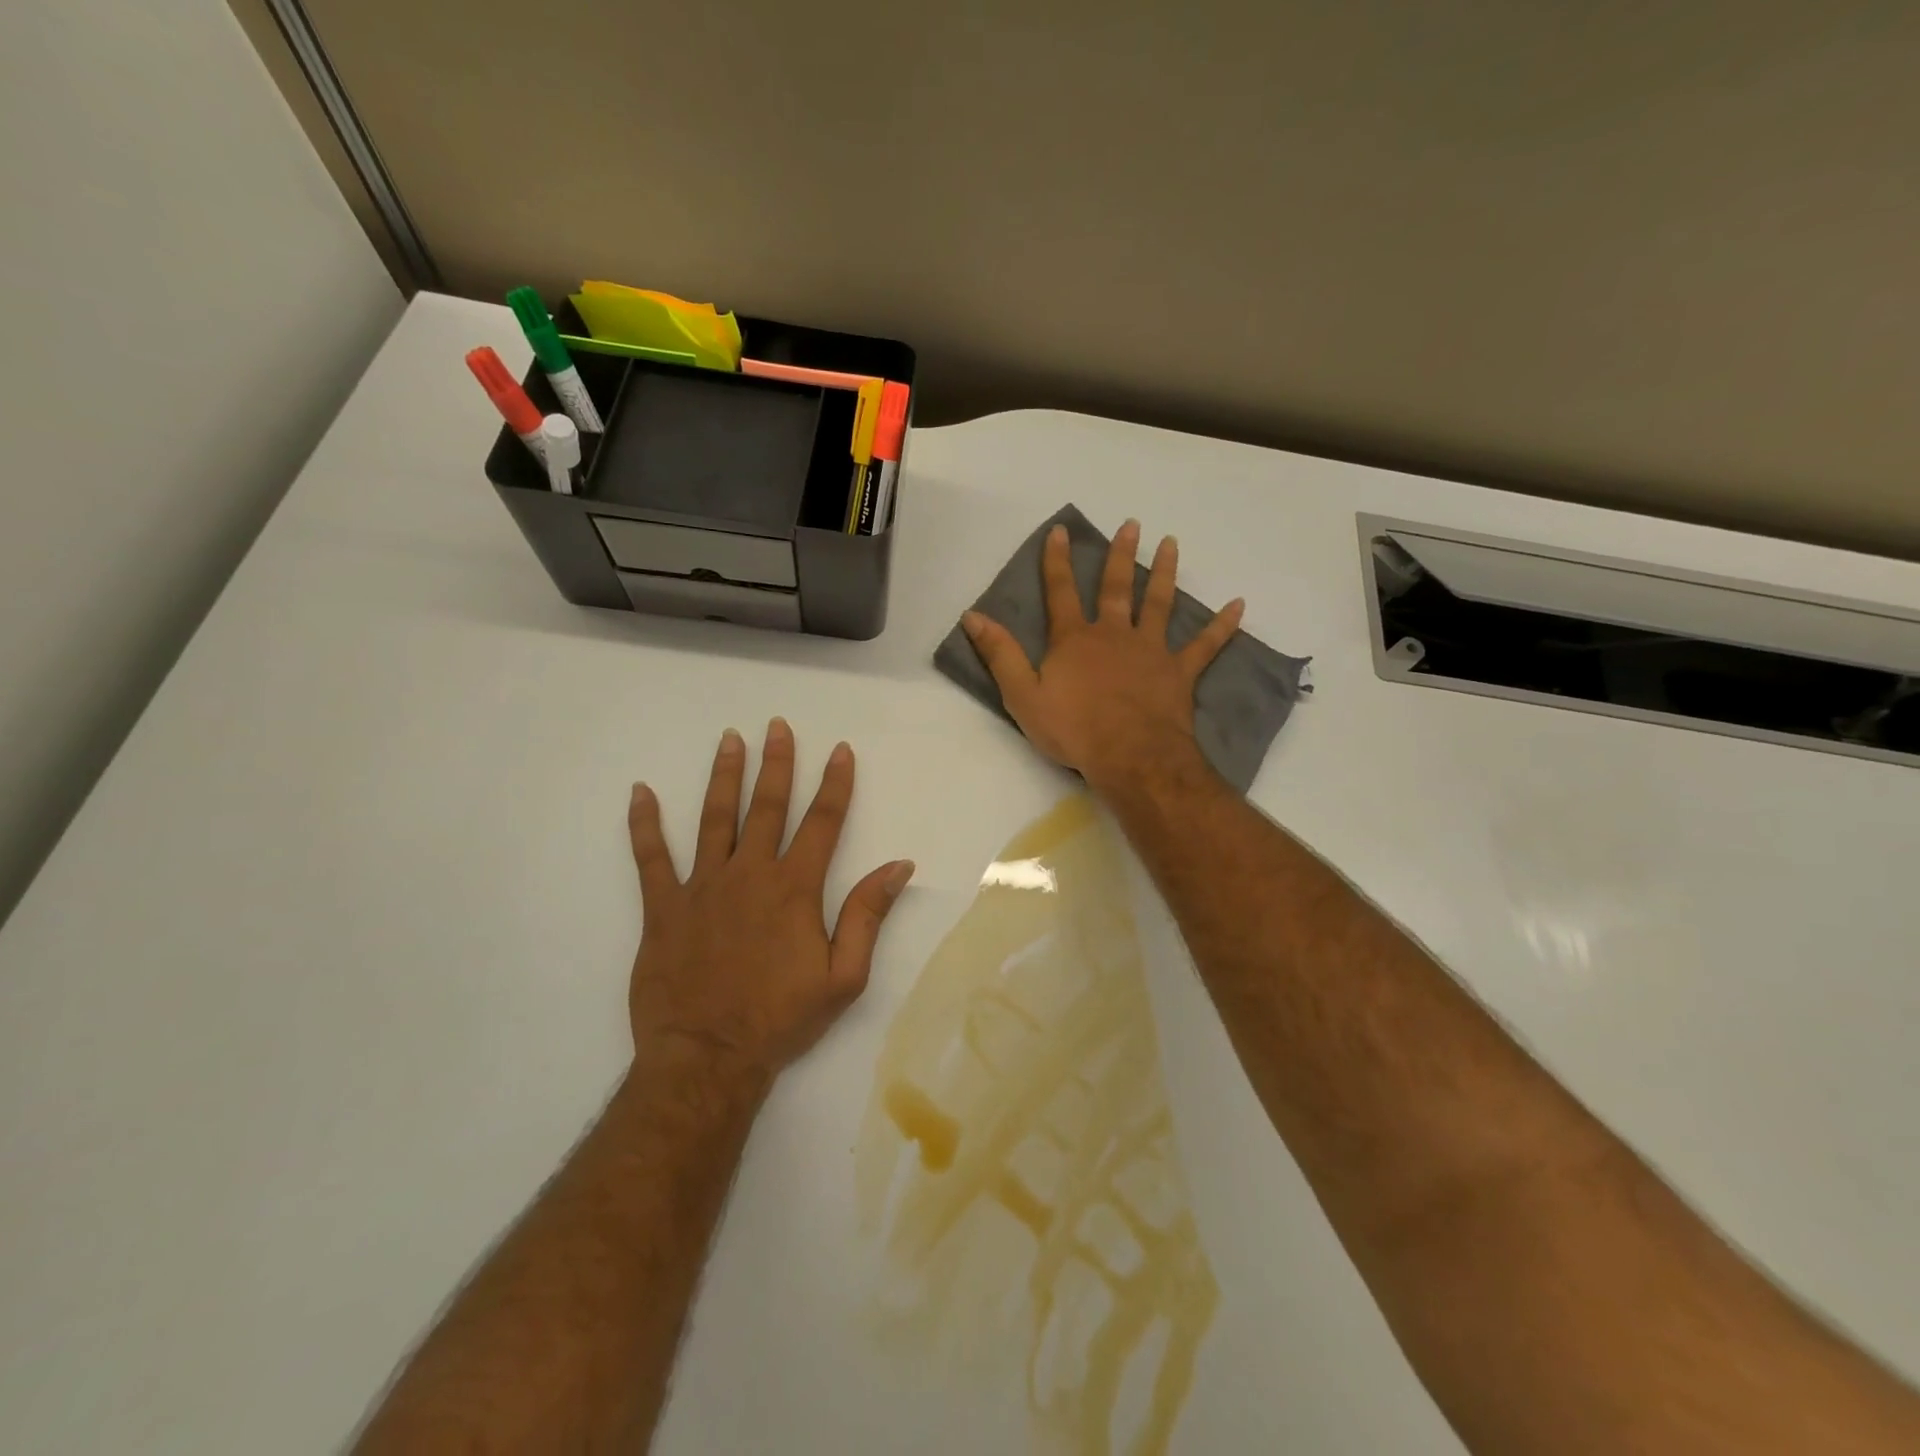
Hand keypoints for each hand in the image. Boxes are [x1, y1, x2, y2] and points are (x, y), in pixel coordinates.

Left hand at [625, 720, 913, 1091]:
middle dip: (776, 764)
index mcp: (794, 889)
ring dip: (724, 776)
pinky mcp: (662, 908)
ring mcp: (701, 887)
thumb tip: (898, 866)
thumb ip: (868, 915)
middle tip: (776, 726)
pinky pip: (650, 858)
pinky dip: (644, 824)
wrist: (708, 1058)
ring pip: (714, 818)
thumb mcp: (844, 976)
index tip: (839, 750)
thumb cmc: (781, 1019)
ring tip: (730, 740)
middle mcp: (749, 874)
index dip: (834, 784)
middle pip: (766, 807)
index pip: (821, 822)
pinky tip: (640, 793)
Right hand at [961, 519, 1242, 793]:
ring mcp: (1151, 651)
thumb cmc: (1073, 729)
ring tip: (1171, 544)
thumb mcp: (1023, 695)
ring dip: (1165, 572)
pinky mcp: (1179, 672)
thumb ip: (1000, 654)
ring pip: (1160, 604)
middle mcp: (1114, 634)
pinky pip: (1205, 646)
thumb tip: (973, 616)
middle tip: (1132, 524)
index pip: (1062, 592)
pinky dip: (1222, 626)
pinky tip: (1238, 605)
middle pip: (1117, 588)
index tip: (1062, 531)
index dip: (1058, 562)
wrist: (1130, 756)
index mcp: (1075, 639)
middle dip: (1121, 555)